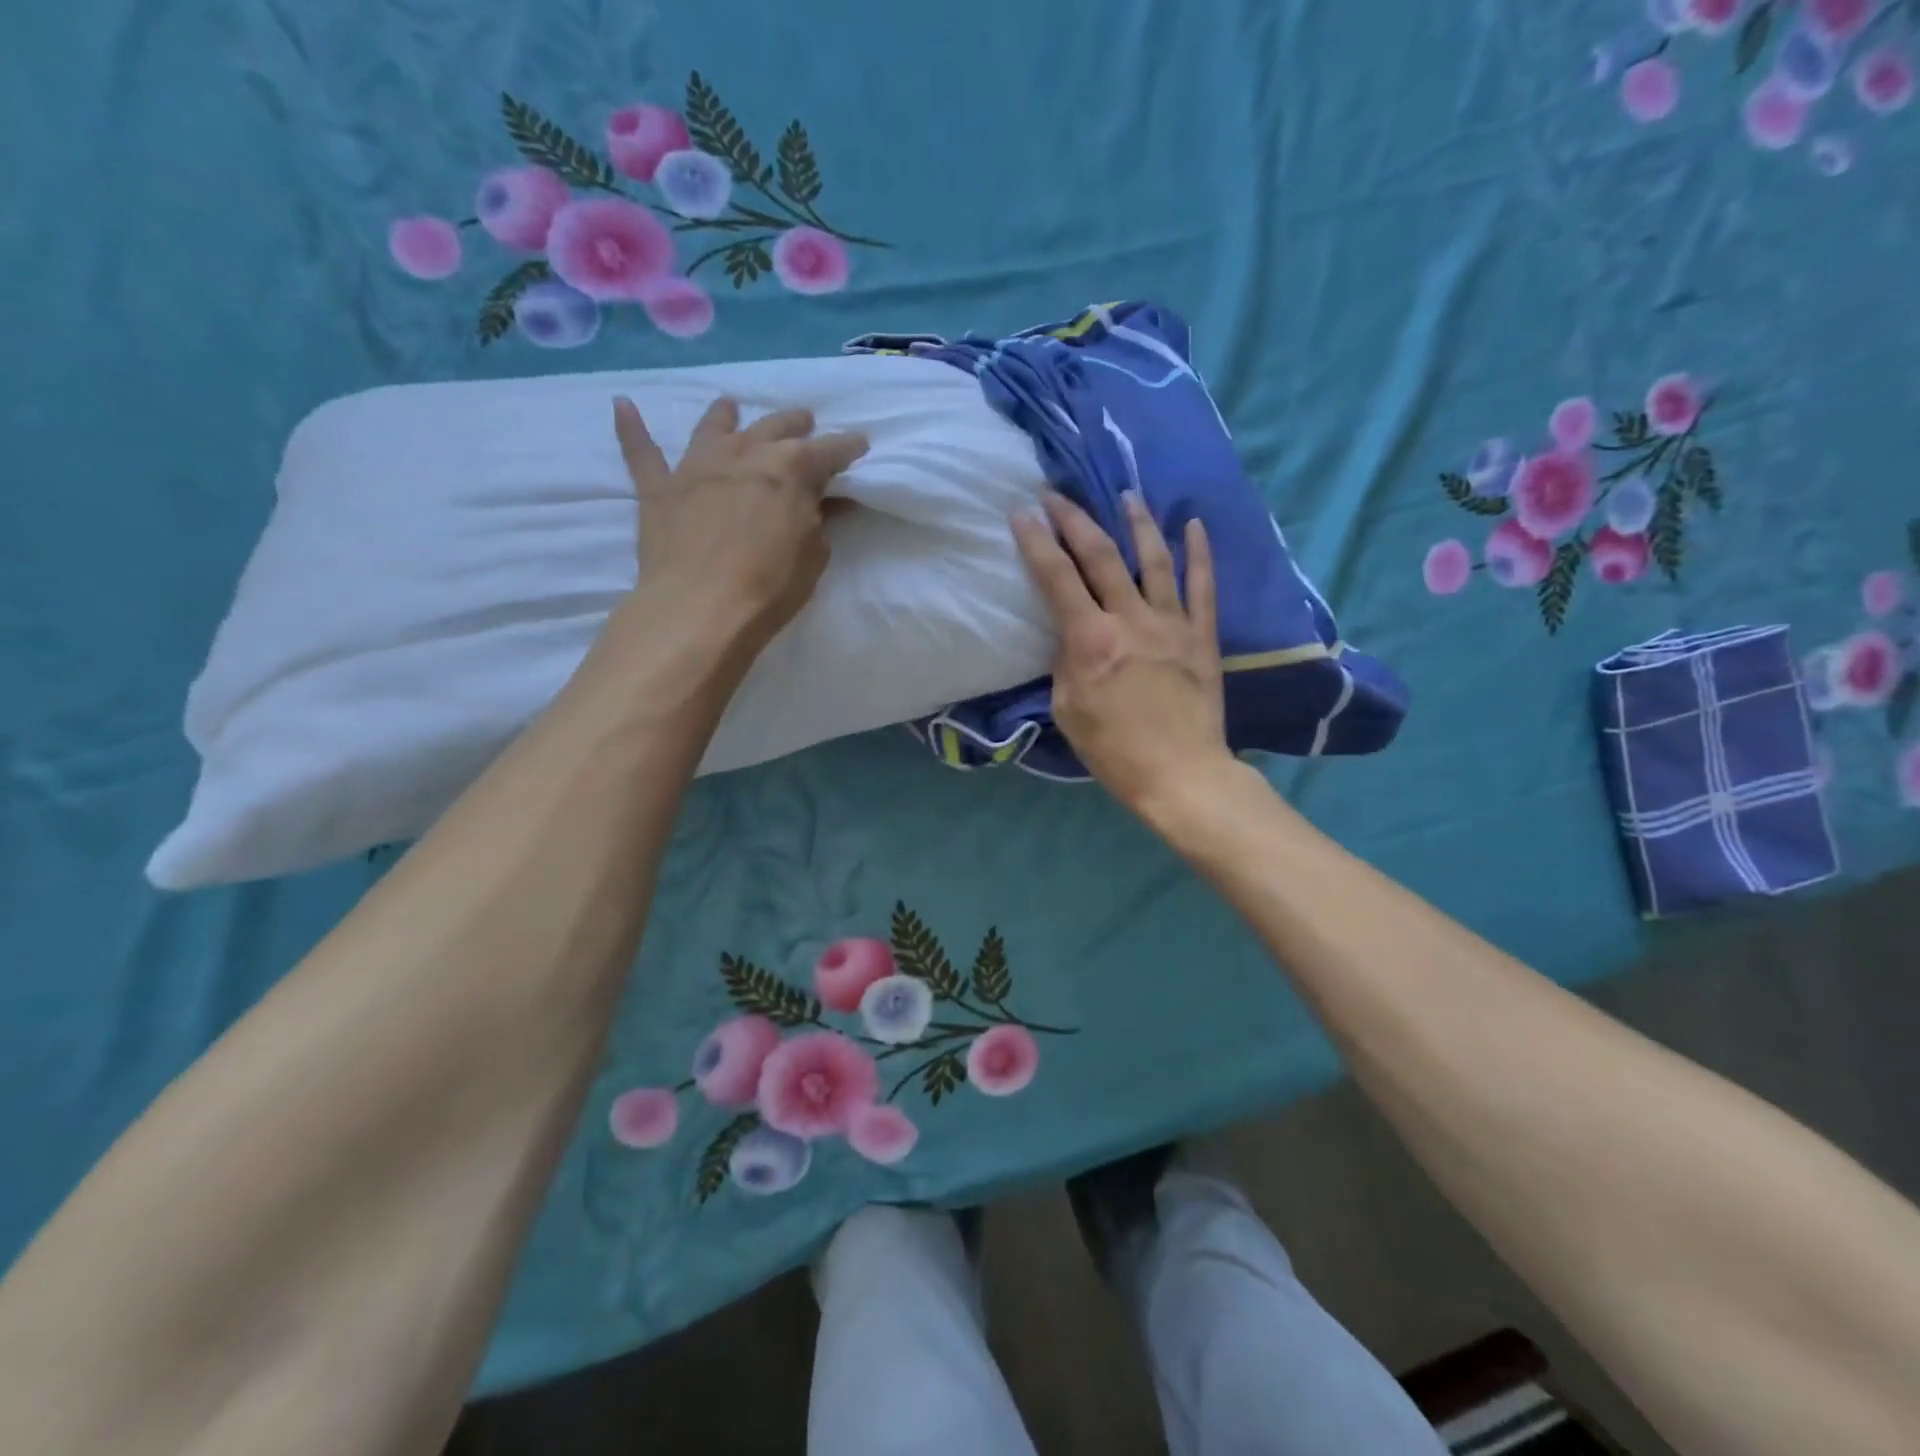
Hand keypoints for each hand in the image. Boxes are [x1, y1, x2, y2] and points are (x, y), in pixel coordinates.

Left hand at [612, 395, 867, 656]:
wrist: (701, 608)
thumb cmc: (770, 586)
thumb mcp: (814, 554)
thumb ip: (818, 518)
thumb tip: (822, 499)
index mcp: (789, 468)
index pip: (828, 450)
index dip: (847, 448)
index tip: (860, 444)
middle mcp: (743, 453)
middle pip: (774, 427)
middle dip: (794, 424)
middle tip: (805, 422)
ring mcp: (696, 466)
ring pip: (713, 427)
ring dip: (726, 415)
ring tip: (731, 406)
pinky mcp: (658, 489)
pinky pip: (641, 452)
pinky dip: (632, 428)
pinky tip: (622, 406)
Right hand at [1011, 490, 1239, 815]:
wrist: (1180, 774)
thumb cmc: (1113, 750)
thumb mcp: (1067, 709)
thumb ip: (1067, 662)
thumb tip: (1074, 635)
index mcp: (1091, 640)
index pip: (1057, 577)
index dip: (1036, 541)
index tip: (1022, 512)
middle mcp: (1130, 619)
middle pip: (1100, 555)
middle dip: (1075, 519)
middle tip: (1058, 495)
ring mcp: (1172, 623)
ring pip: (1153, 559)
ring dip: (1137, 522)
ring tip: (1126, 494)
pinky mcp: (1203, 635)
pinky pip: (1203, 585)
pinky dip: (1199, 553)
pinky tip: (1194, 524)